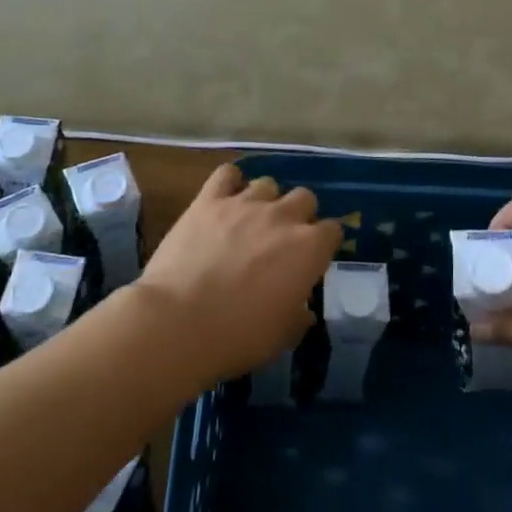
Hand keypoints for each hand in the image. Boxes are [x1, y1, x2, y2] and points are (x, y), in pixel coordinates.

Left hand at [134, 165, 340, 383]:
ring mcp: (245, 203)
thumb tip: (303, 312)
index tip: (312, 259)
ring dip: (265, 200)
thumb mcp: (281, 337)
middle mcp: (283, 217)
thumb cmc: (238, 336)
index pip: (333, 230)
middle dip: (299, 215)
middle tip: (282, 239)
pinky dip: (229, 183)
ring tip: (250, 221)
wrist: (178, 323)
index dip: (323, 244)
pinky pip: (226, 174)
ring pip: (268, 183)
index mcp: (309, 249)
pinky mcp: (208, 200)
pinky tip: (223, 199)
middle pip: (305, 197)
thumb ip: (298, 317)